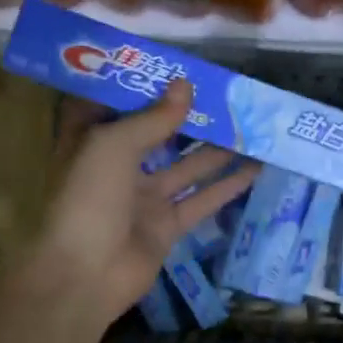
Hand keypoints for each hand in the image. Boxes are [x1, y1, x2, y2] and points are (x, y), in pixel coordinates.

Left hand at [25, 81, 258, 332]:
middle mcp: (118, 166)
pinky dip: (227, 185)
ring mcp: (144, 198)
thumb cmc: (88, 198)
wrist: (86, 274)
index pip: (118, 105)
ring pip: (187, 166)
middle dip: (190, 116)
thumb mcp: (113, 145)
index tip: (175, 67)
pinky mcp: (167, 226)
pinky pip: (202, 200)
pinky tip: (256, 168)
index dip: (144, 86)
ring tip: (251, 126)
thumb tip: (186, 86)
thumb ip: (153, 118)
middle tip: (227, 94)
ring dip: (217, 149)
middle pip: (159, 134)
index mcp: (93, 142)